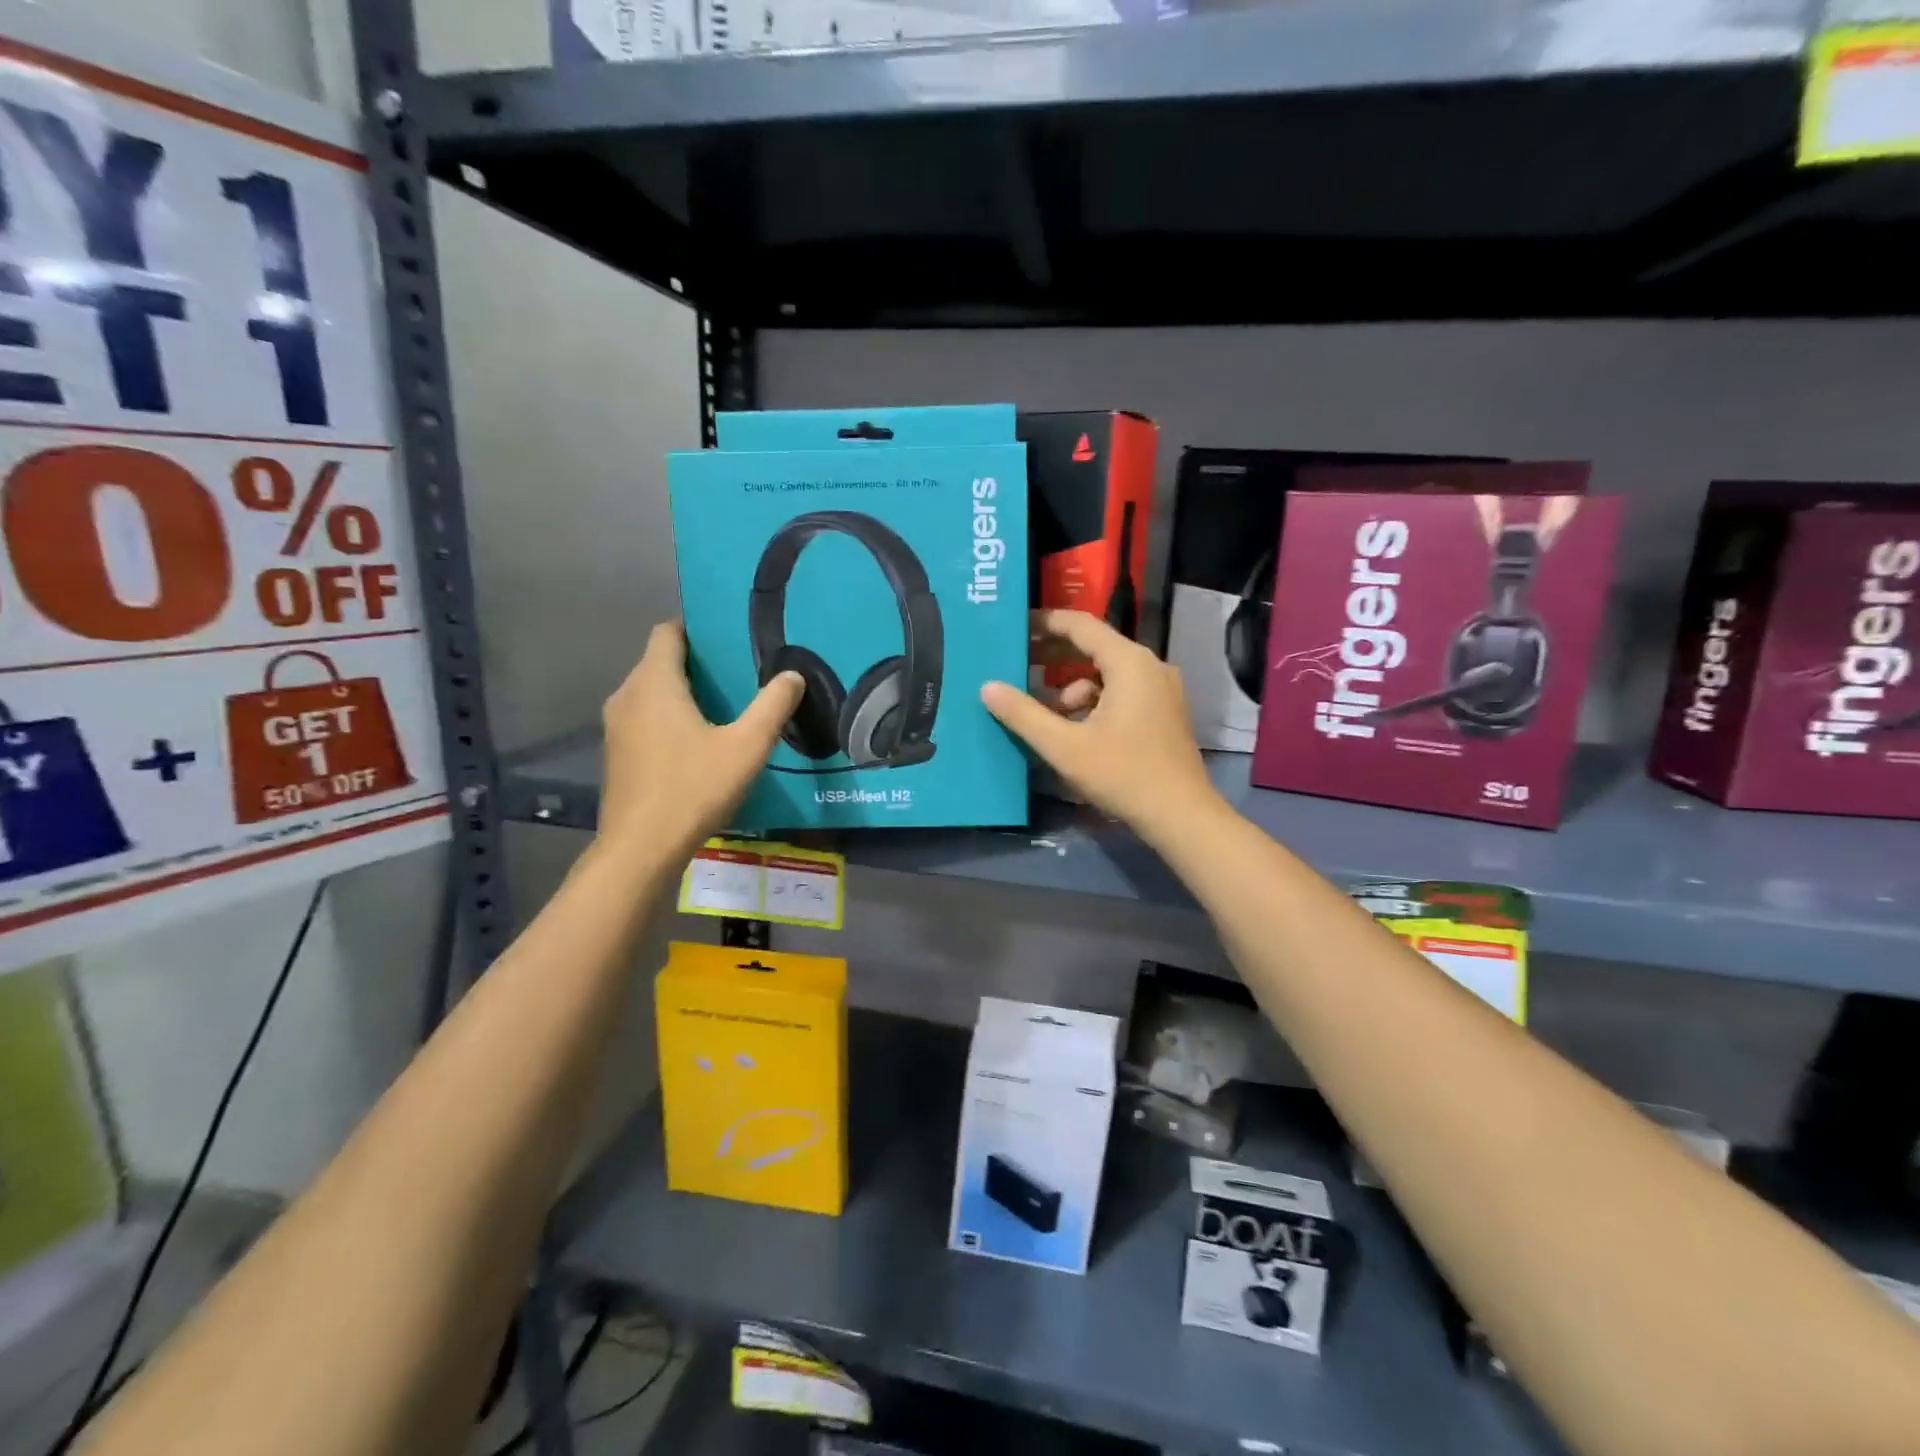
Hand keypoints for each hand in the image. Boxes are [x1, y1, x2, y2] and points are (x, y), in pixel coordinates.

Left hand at [597, 621, 803, 858]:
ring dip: (683, 691)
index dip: (695, 627)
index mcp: (654, 683)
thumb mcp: (746, 747)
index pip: (668, 632)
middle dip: (696, 661)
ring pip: (651, 692)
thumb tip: (792, 675)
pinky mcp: (617, 753)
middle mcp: (627, 696)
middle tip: (738, 671)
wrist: (640, 849)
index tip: (727, 635)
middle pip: (659, 661)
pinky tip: (699, 740)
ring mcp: (616, 727)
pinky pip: (644, 717)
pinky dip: (668, 716)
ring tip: (725, 704)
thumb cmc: (693, 789)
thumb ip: (772, 706)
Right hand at [981, 610, 1221, 845]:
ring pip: (1107, 674)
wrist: (1181, 816)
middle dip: (1055, 656)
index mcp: (1129, 663)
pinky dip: (1095, 702)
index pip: (1081, 625)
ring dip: (1073, 687)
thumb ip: (1024, 714)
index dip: (1045, 623)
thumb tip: (988, 687)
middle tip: (1018, 663)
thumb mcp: (1065, 747)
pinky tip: (1077, 730)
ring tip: (1047, 712)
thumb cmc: (1123, 775)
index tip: (1015, 627)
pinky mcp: (1164, 712)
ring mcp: (1162, 689)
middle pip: (1095, 647)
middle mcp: (1150, 666)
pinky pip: (1122, 691)